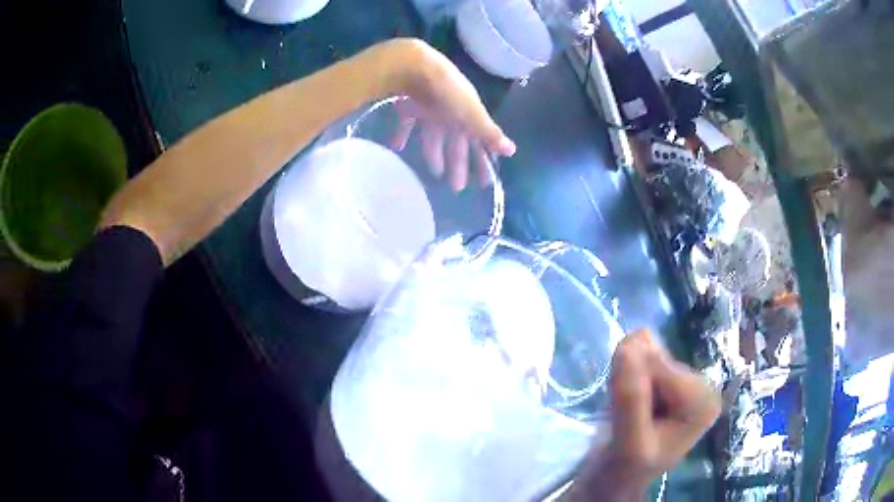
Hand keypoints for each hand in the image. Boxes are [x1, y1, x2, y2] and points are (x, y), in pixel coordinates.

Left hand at [380, 39, 515, 190]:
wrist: (416, 66)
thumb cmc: (447, 90)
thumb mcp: (471, 112)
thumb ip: (488, 132)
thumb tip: (513, 150)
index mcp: (468, 115)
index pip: (479, 143)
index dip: (482, 161)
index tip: (484, 183)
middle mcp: (451, 114)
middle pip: (456, 144)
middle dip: (458, 164)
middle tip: (457, 189)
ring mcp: (430, 110)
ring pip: (434, 137)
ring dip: (435, 155)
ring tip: (434, 174)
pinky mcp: (409, 107)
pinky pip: (406, 125)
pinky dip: (402, 136)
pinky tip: (397, 147)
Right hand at [570, 330, 719, 500]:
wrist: (615, 481)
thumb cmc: (625, 469)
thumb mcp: (629, 442)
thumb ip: (631, 398)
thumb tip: (629, 344)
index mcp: (704, 401)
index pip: (661, 368)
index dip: (634, 386)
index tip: (624, 416)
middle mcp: (702, 386)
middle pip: (655, 360)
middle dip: (632, 384)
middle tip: (623, 418)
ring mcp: (686, 384)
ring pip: (646, 357)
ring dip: (627, 382)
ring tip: (625, 414)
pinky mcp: (670, 383)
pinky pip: (642, 360)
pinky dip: (627, 379)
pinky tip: (627, 406)